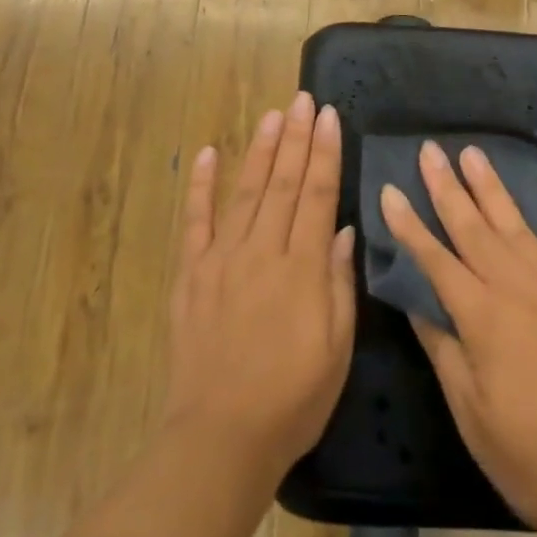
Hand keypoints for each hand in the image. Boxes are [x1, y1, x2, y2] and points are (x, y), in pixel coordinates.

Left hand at [162, 92, 356, 485]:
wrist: (221, 436)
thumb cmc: (293, 398)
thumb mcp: (338, 347)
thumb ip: (339, 283)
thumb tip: (344, 230)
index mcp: (302, 267)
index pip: (317, 195)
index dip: (325, 153)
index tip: (330, 117)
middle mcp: (262, 251)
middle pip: (283, 182)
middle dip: (296, 137)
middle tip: (303, 100)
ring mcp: (222, 259)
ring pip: (246, 191)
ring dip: (260, 150)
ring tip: (272, 115)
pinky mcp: (192, 274)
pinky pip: (196, 221)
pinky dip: (200, 185)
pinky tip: (206, 154)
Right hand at [382, 142, 536, 536]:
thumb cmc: (531, 457)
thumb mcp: (470, 412)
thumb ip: (442, 348)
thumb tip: (414, 301)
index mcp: (482, 318)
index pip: (434, 260)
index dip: (408, 225)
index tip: (388, 190)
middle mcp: (517, 289)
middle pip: (473, 229)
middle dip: (447, 188)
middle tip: (429, 150)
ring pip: (516, 225)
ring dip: (492, 187)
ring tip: (472, 153)